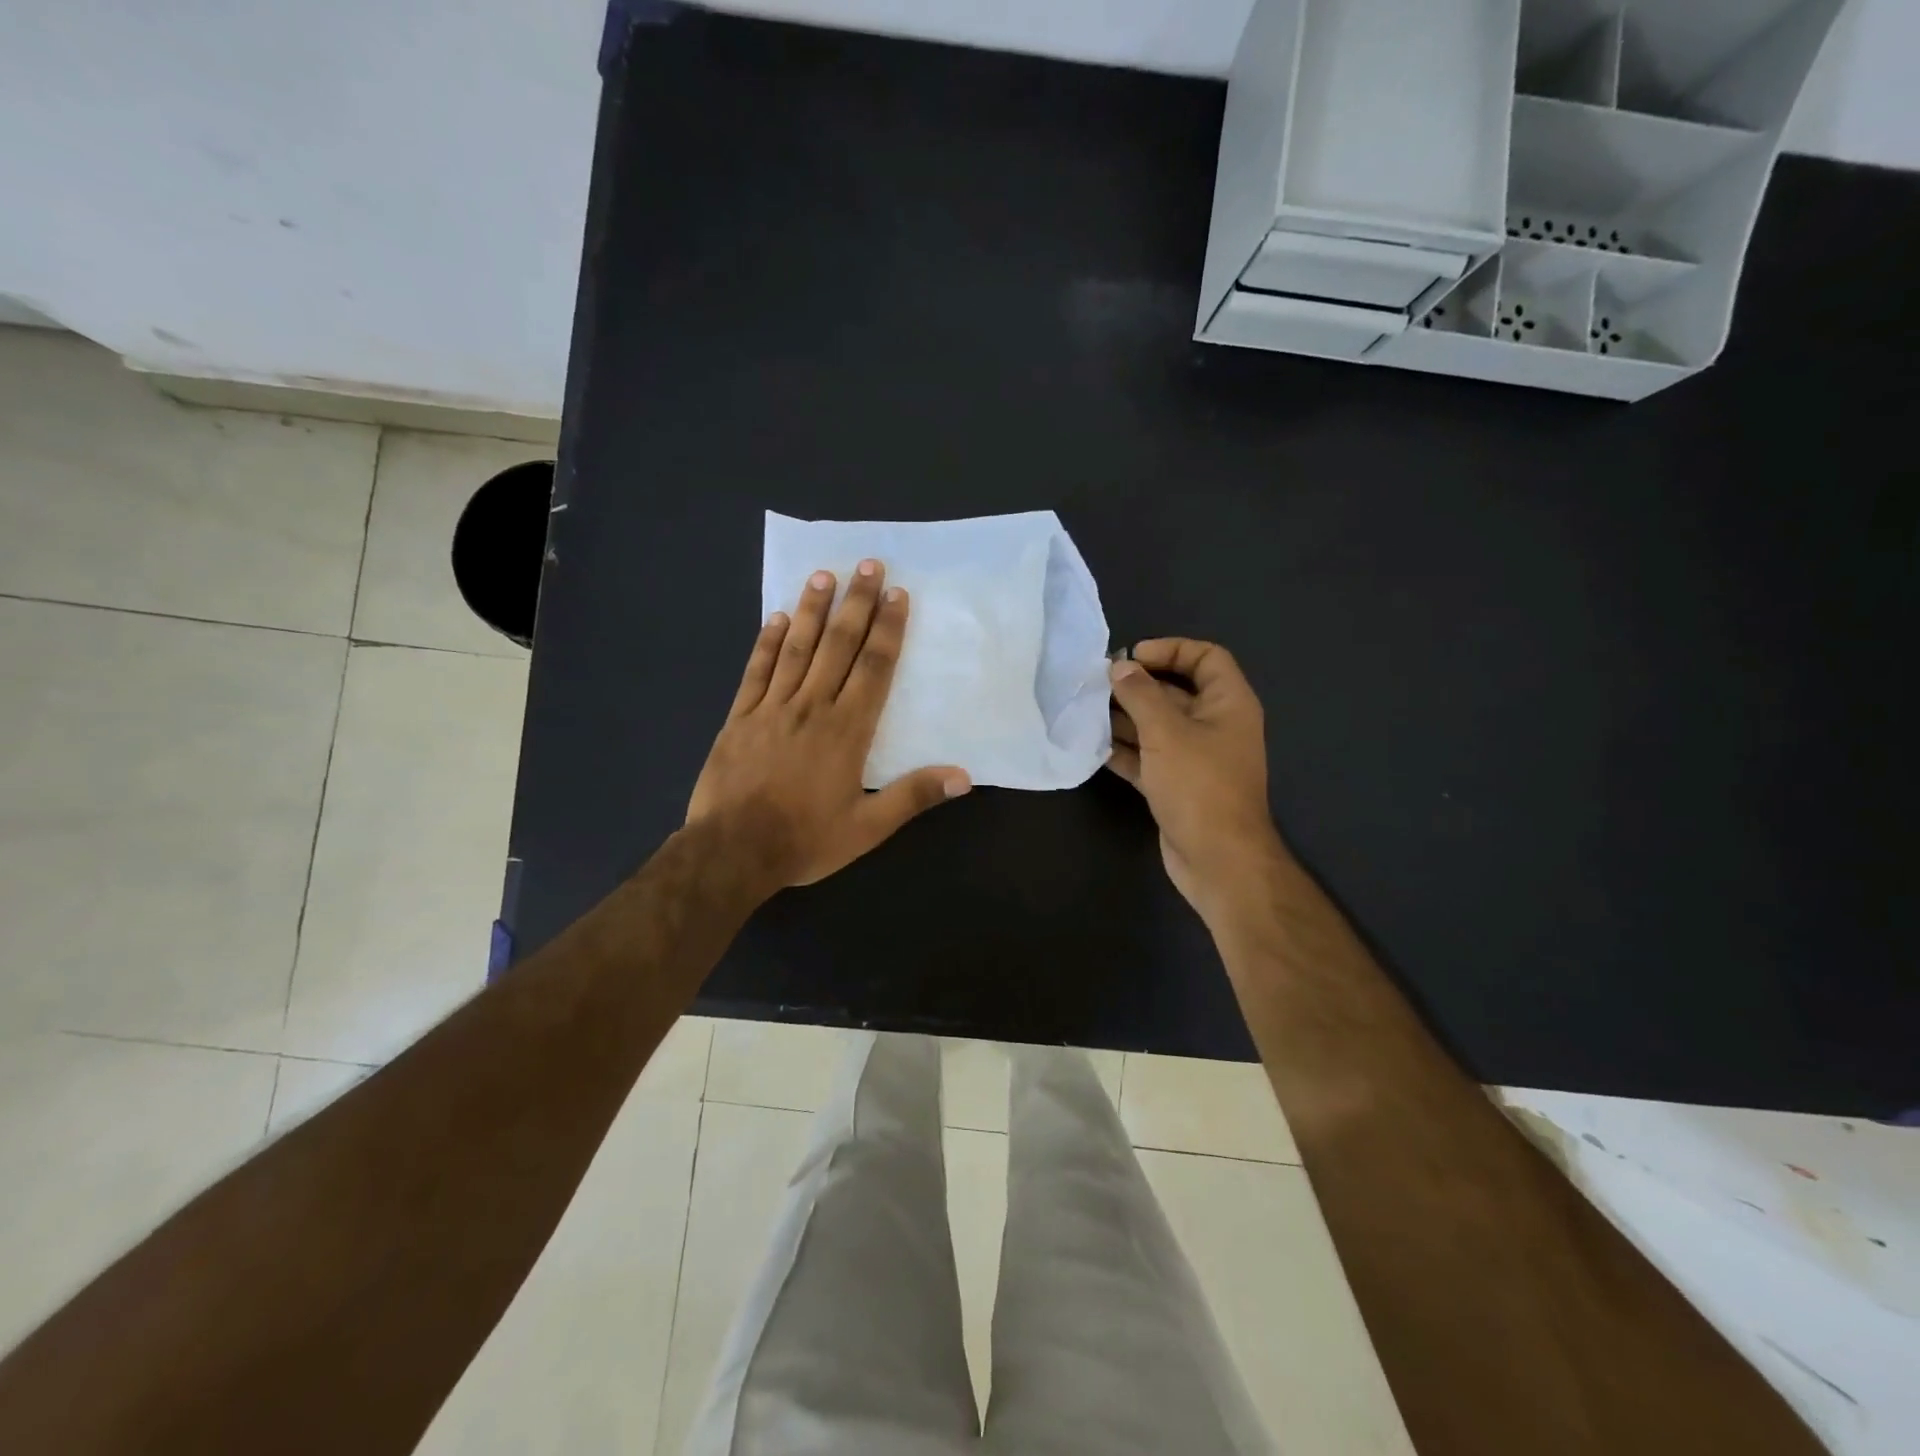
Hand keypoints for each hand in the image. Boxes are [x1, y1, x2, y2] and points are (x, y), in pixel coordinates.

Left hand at [687, 560, 969, 893]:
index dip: (888, 629)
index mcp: (847, 730)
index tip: (897, 595)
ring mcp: (772, 708)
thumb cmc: (805, 840)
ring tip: (824, 575)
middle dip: (856, 603)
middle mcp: (812, 707)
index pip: (874, 668)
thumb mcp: (868, 828)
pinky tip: (775, 617)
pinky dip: (767, 642)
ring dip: (812, 610)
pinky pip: (756, 670)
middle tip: (868, 564)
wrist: (732, 851)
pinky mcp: (740, 717)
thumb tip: (964, 776)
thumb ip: (913, 796)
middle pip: (838, 645)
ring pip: (796, 648)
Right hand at [1106, 639, 1286, 920]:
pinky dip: (1124, 751)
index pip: (1205, 658)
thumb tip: (1120, 667)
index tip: (1132, 658)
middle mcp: (1215, 725)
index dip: (1171, 650)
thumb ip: (1140, 695)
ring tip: (1086, 712)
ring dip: (1124, 718)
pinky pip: (1148, 757)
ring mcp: (1195, 758)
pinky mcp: (1176, 785)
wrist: (1217, 859)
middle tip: (1096, 684)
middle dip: (1137, 686)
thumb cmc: (1199, 785)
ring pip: (1157, 726)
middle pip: (1175, 691)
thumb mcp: (1167, 732)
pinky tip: (1093, 746)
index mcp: (1228, 704)